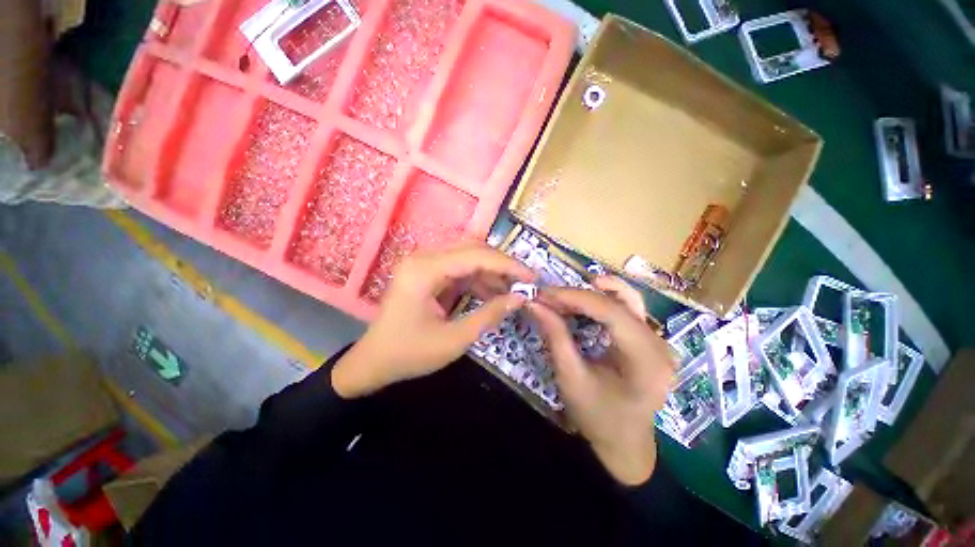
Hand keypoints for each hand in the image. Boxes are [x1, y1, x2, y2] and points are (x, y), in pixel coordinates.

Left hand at [332, 243, 533, 398]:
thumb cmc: (409, 354)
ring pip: (468, 257)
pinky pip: (460, 270)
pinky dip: (479, 281)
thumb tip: (520, 298)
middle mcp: (424, 259)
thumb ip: (488, 315)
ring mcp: (425, 264)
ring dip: (492, 273)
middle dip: (501, 265)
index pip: (475, 256)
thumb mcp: (453, 340)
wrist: (374, 362)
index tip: (532, 276)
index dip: (507, 265)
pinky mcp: (428, 273)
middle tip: (524, 281)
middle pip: (473, 249)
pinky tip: (493, 295)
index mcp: (425, 271)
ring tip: (512, 291)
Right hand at [528, 279, 674, 484]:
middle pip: (619, 302)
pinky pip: (626, 309)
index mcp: (646, 359)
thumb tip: (534, 303)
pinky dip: (600, 302)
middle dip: (579, 295)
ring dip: (592, 293)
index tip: (543, 293)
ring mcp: (658, 340)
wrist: (624, 444)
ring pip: (626, 299)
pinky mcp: (649, 339)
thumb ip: (554, 335)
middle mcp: (659, 344)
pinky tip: (582, 304)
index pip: (611, 312)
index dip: (574, 297)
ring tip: (563, 297)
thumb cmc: (597, 417)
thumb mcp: (570, 377)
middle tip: (548, 296)